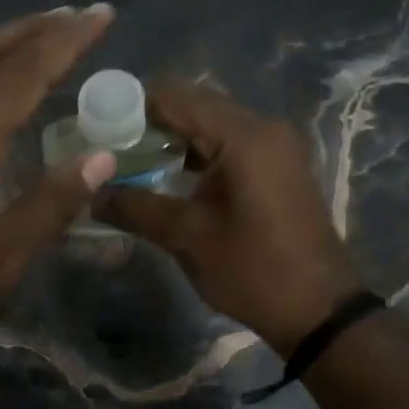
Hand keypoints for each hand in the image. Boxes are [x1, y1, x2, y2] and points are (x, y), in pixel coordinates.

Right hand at [92, 78, 361, 356]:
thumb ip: (135, 208)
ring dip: (171, 137)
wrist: (319, 310)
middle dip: (148, 122)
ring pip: (210, 123)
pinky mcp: (276, 165)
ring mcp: (273, 146)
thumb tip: (89, 195)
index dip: (130, 108)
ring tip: (129, 160)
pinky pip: (227, 143)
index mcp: (242, 136)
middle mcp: (261, 128)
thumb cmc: (252, 270)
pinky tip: (167, 174)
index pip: (174, 98)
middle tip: (107, 147)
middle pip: (193, 105)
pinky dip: (195, 151)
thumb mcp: (187, 238)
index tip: (95, 127)